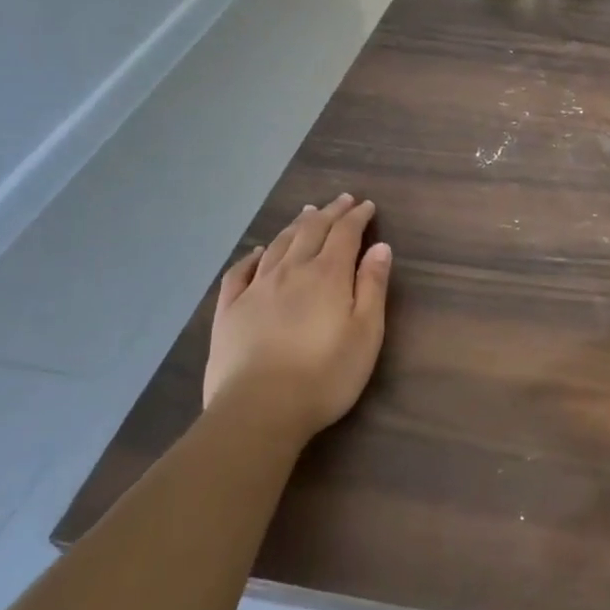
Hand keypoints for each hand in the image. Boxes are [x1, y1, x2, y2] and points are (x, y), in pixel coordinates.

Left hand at [204, 194, 392, 442]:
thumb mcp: (366, 332)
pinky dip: (253, 256)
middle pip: (311, 231)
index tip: (367, 205)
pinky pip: (240, 272)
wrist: (259, 409)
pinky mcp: (229, 310)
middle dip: (329, 213)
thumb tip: (380, 247)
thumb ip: (373, 286)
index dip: (357, 216)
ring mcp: (256, 289)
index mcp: (328, 275)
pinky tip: (259, 252)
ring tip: (306, 213)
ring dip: (295, 225)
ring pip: (278, 245)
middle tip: (341, 200)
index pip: (345, 234)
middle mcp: (291, 271)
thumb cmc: (325, 374)